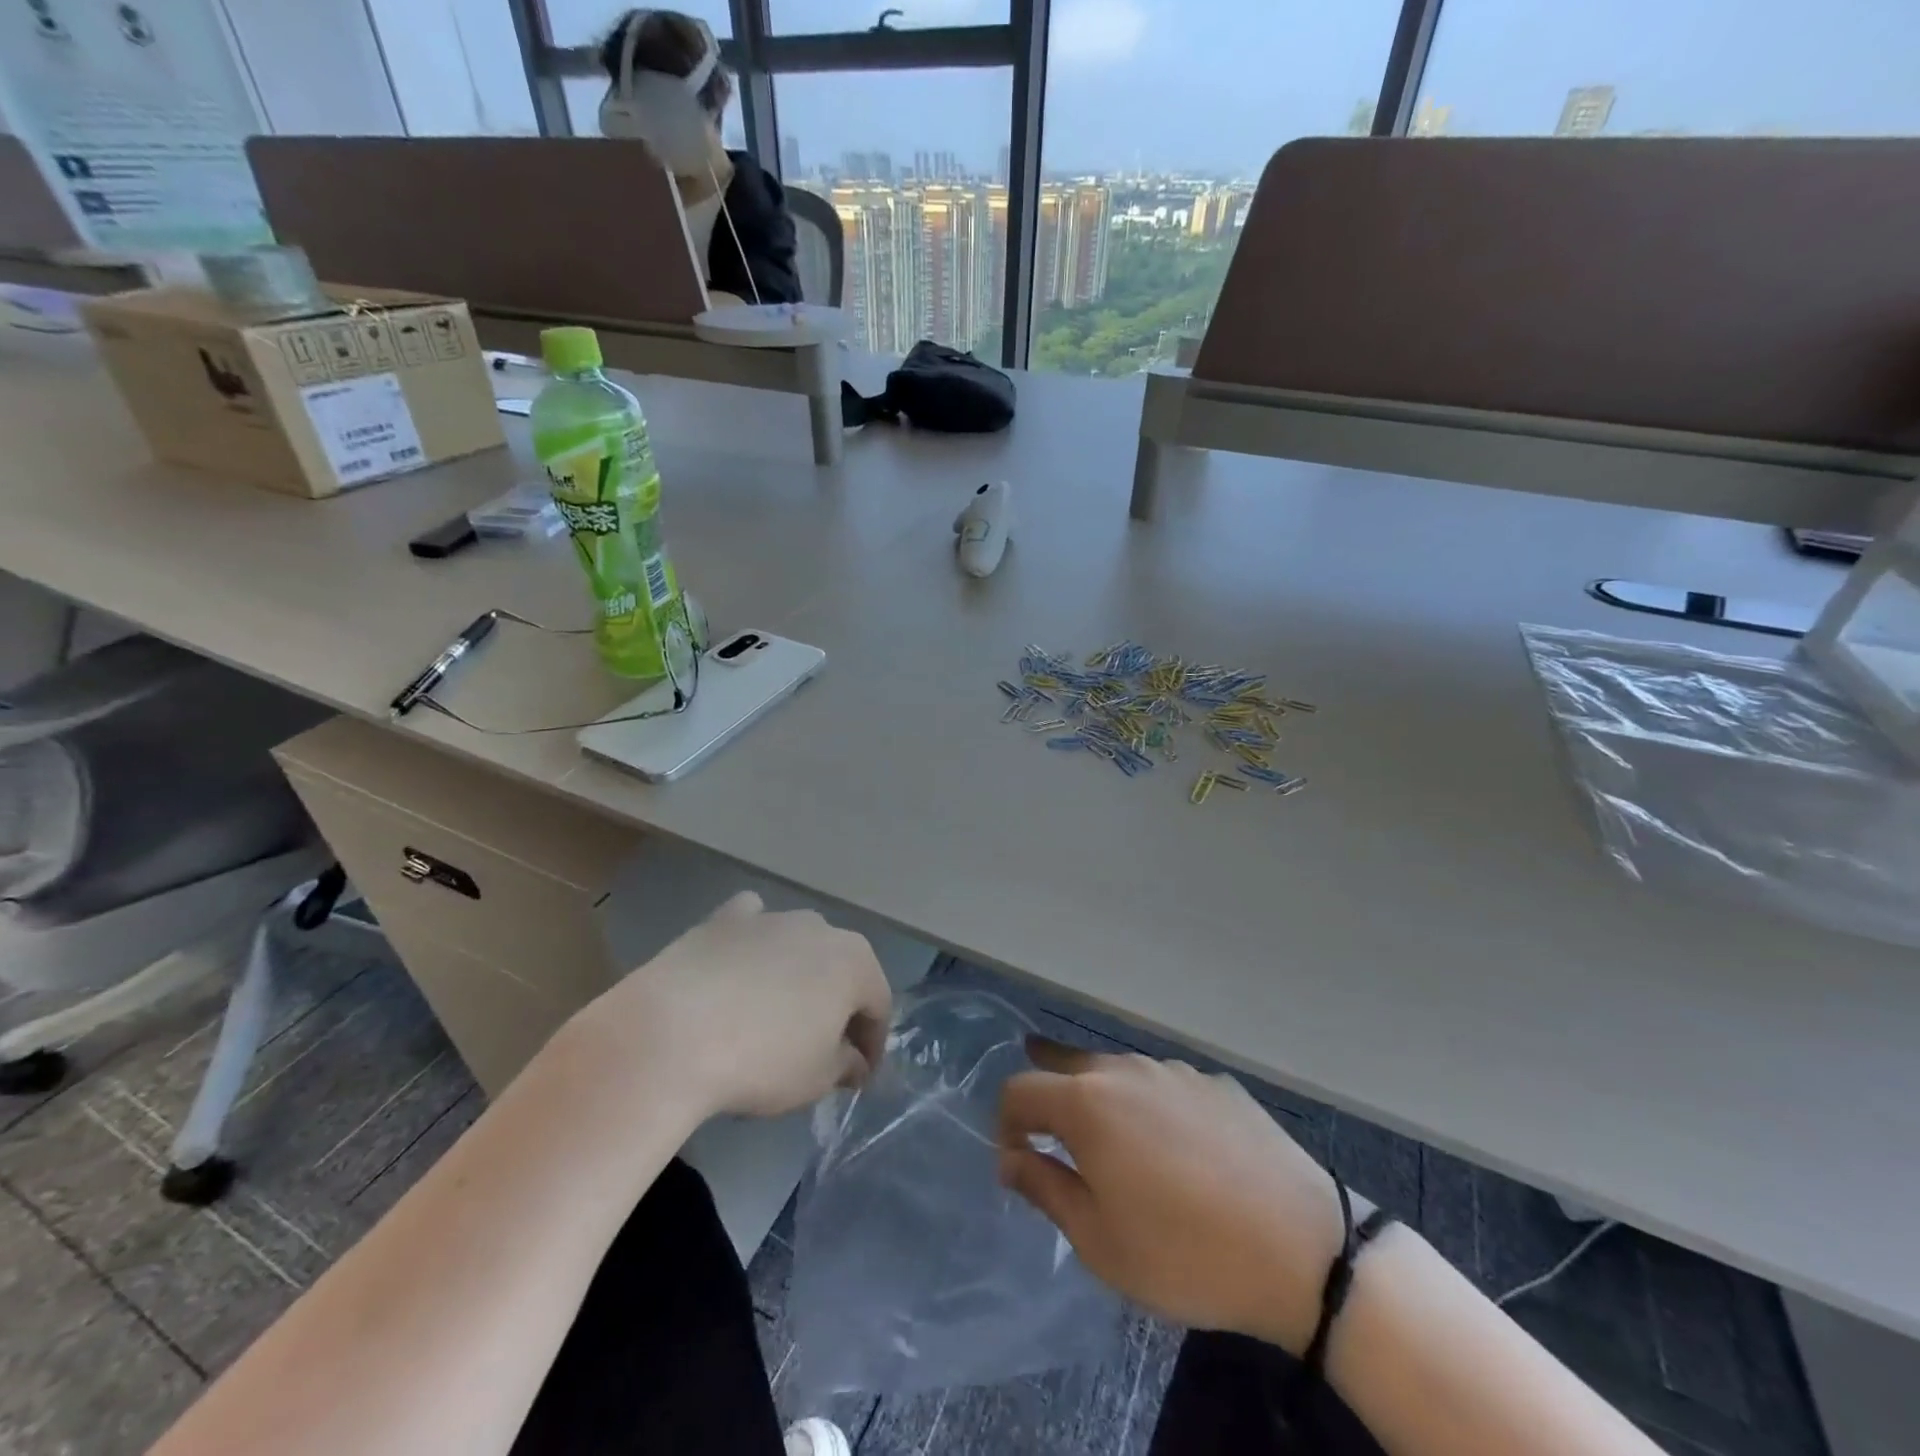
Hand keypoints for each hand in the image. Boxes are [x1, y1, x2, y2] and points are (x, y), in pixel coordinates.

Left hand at [564, 891, 891, 1120]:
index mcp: (854, 962)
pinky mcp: (723, 919)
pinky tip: (739, 966)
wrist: (671, 1035)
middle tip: (821, 1047)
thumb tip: (852, 1061)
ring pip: (797, 946)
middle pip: (840, 970)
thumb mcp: (817, 1079)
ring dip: (796, 975)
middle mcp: (820, 928)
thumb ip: (845, 1065)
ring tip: (773, 1016)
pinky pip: (751, 924)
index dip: (872, 1043)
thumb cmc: (761, 1061)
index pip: (878, 1004)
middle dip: (837, 1006)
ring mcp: (771, 917)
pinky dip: (753, 943)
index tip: (858, 1076)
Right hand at [998, 1041, 1349, 1352]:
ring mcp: (1174, 1071)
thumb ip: (1045, 1188)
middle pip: (1066, 1065)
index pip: (1021, 1089)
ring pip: (1118, 1072)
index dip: (1006, 1121)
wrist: (1302, 1247)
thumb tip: (1010, 1159)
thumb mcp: (1100, 1241)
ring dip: (1100, 1099)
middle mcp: (1125, 1070)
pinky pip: (1165, 1086)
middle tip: (1046, 1127)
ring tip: (1112, 1142)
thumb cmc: (1185, 1253)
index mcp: (1087, 1102)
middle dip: (1047, 1092)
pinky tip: (1176, 1147)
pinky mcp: (1215, 1083)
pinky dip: (1151, 1106)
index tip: (1015, 1158)